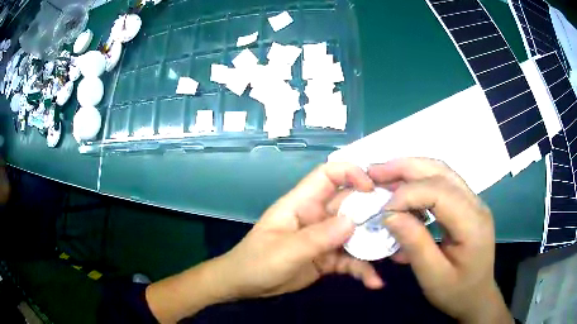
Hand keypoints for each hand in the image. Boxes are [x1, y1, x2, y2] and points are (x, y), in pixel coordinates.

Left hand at [215, 162, 383, 298]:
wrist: (245, 285)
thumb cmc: (257, 262)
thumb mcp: (285, 250)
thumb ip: (318, 237)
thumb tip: (352, 222)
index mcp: (302, 204)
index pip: (328, 175)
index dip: (351, 173)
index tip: (372, 188)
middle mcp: (317, 216)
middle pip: (350, 205)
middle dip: (374, 211)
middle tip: (400, 221)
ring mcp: (324, 238)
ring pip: (355, 234)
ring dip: (373, 244)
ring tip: (393, 256)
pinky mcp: (328, 258)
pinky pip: (350, 259)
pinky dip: (362, 269)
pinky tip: (374, 282)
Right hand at [368, 158, 511, 323]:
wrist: (477, 296)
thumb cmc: (456, 292)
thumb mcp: (433, 277)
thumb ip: (414, 245)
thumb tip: (389, 215)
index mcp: (472, 223)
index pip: (439, 192)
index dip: (407, 195)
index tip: (382, 211)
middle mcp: (476, 204)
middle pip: (441, 171)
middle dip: (405, 168)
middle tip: (374, 172)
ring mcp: (473, 201)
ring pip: (441, 171)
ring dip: (411, 169)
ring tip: (384, 174)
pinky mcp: (466, 205)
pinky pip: (442, 183)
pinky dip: (419, 181)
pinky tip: (403, 189)